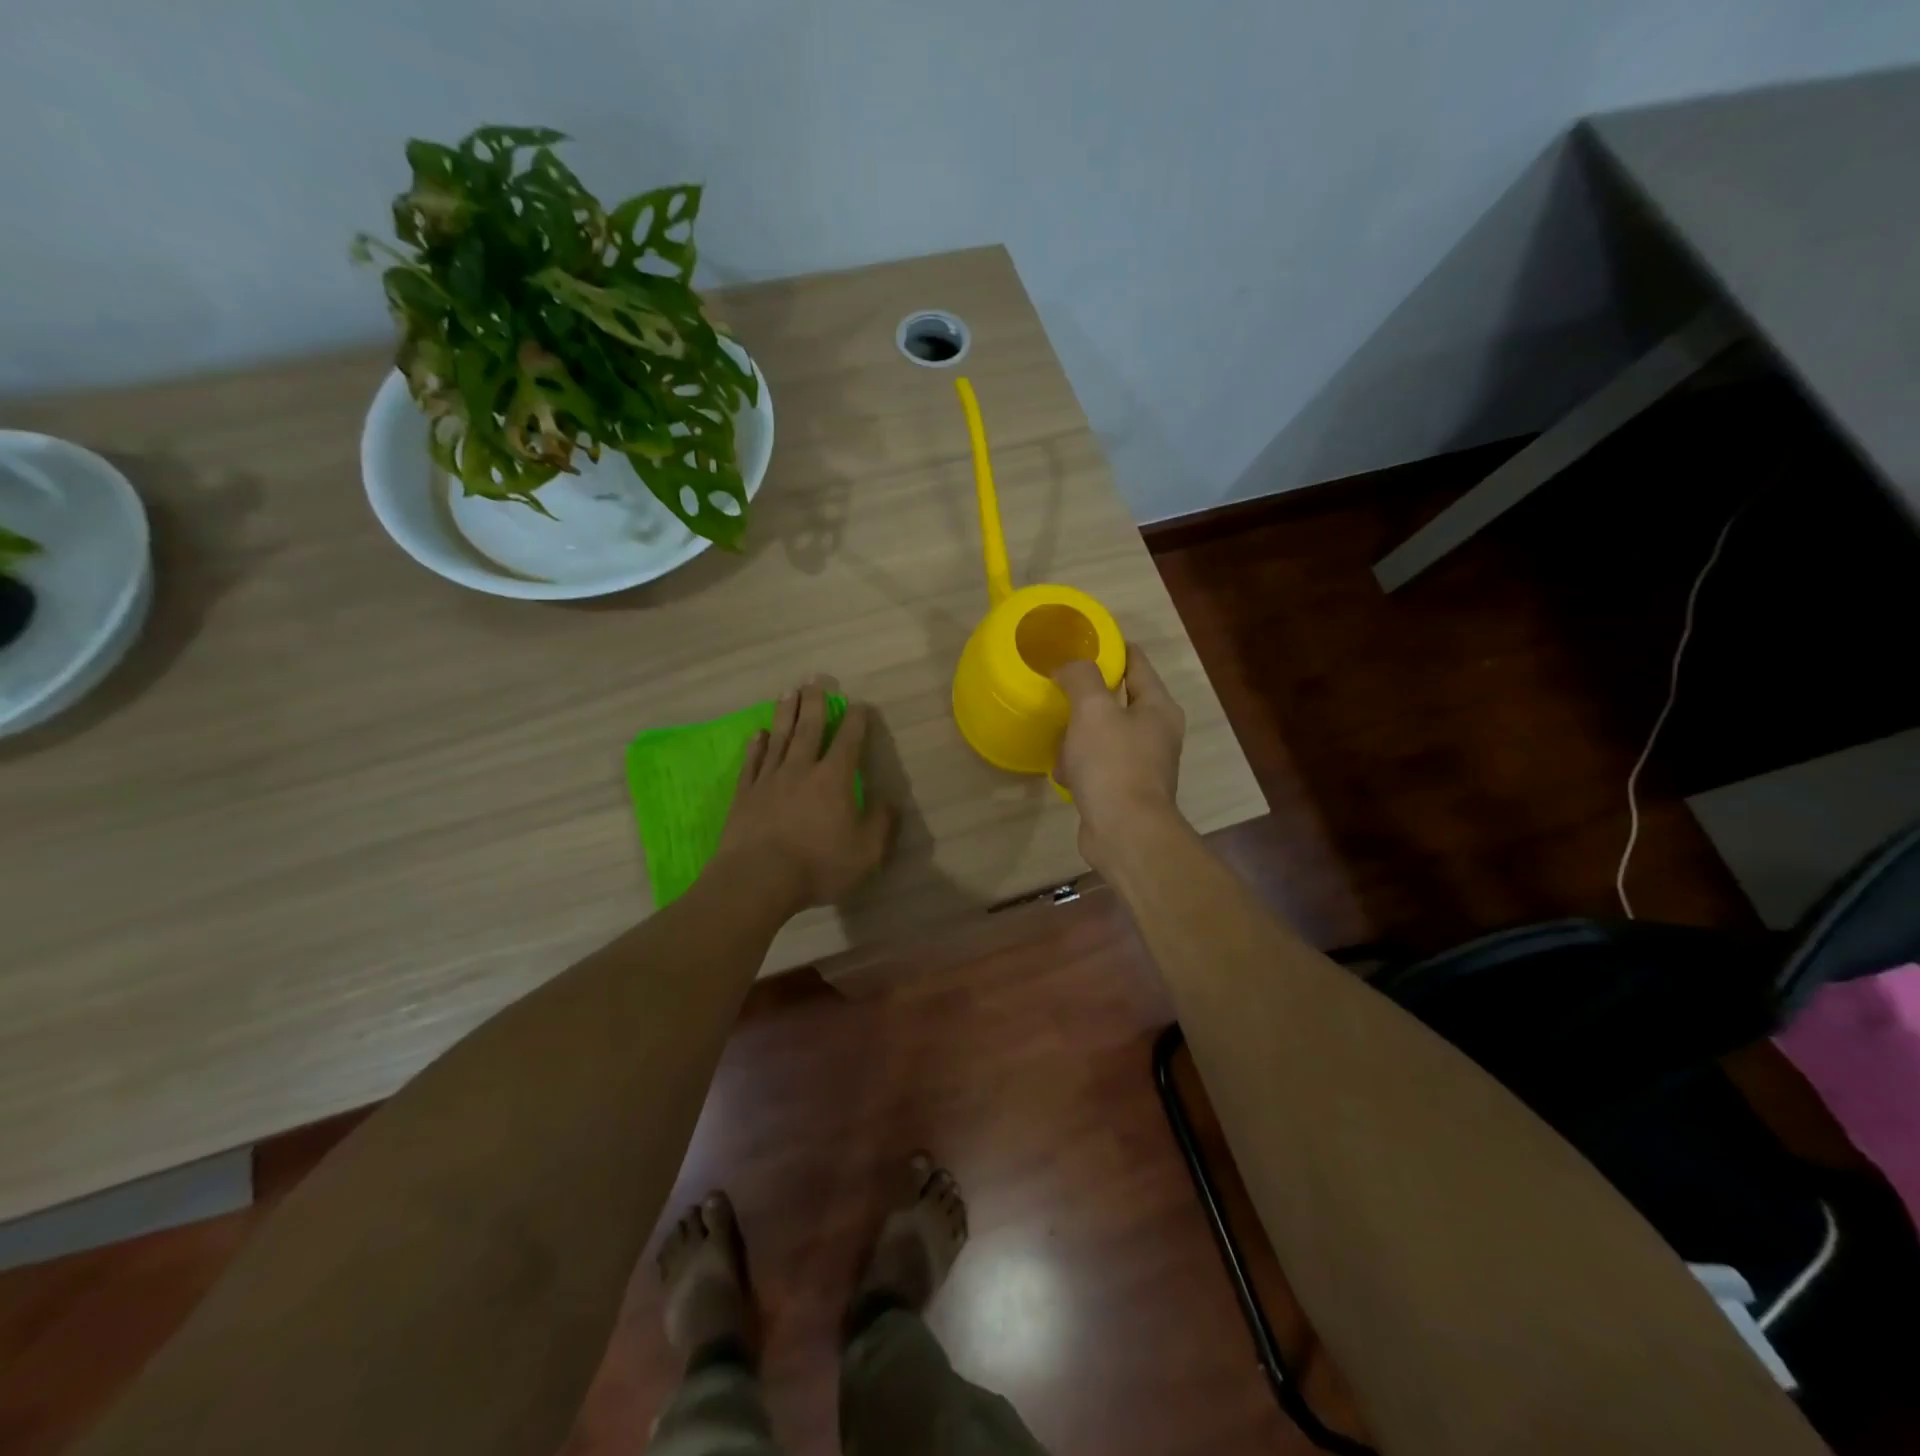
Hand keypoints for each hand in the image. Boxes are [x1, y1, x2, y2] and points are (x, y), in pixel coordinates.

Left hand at [714, 682, 893, 912]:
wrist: (757, 879)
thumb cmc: (818, 865)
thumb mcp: (866, 852)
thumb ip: (881, 823)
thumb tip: (889, 800)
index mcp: (834, 779)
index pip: (848, 740)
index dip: (856, 721)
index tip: (859, 704)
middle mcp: (801, 769)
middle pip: (809, 728)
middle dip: (814, 702)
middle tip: (815, 679)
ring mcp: (769, 780)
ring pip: (779, 738)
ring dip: (785, 713)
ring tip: (788, 692)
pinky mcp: (745, 795)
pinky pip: (752, 763)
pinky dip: (756, 746)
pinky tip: (758, 734)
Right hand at [1053, 647, 1186, 872]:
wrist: (1125, 834)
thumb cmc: (1113, 764)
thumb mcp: (1093, 710)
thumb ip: (1081, 677)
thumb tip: (1068, 666)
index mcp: (1158, 707)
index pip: (1137, 662)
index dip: (1112, 646)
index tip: (1082, 639)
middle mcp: (1156, 733)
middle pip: (1119, 699)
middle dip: (1088, 693)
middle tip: (1058, 683)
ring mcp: (1141, 764)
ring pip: (1104, 734)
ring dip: (1079, 733)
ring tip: (1055, 728)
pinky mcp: (1123, 791)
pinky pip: (1097, 766)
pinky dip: (1079, 765)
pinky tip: (1061, 771)